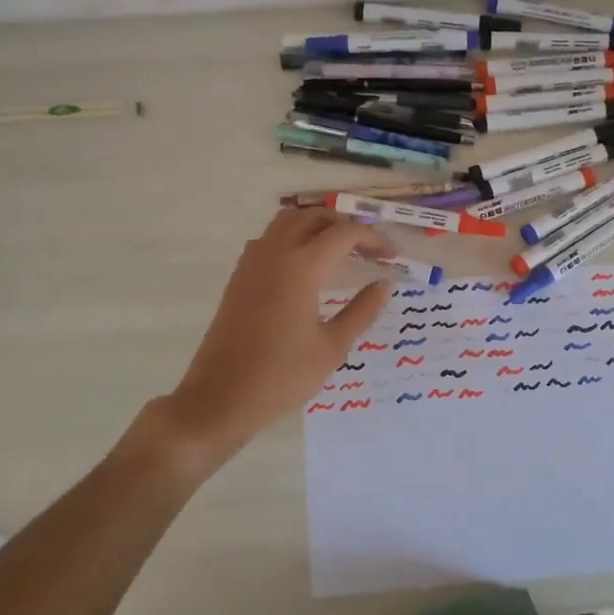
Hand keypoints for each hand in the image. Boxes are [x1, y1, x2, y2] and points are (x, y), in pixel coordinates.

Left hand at [157, 208, 394, 466]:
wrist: (220, 397)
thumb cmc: (282, 377)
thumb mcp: (332, 347)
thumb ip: (362, 311)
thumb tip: (384, 284)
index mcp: (301, 267)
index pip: (345, 234)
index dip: (373, 238)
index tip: (393, 256)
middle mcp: (274, 253)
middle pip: (314, 216)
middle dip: (345, 225)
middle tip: (368, 250)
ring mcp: (252, 262)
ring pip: (288, 221)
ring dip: (317, 226)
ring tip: (340, 252)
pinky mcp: (239, 276)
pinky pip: (270, 239)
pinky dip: (294, 238)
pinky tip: (306, 268)